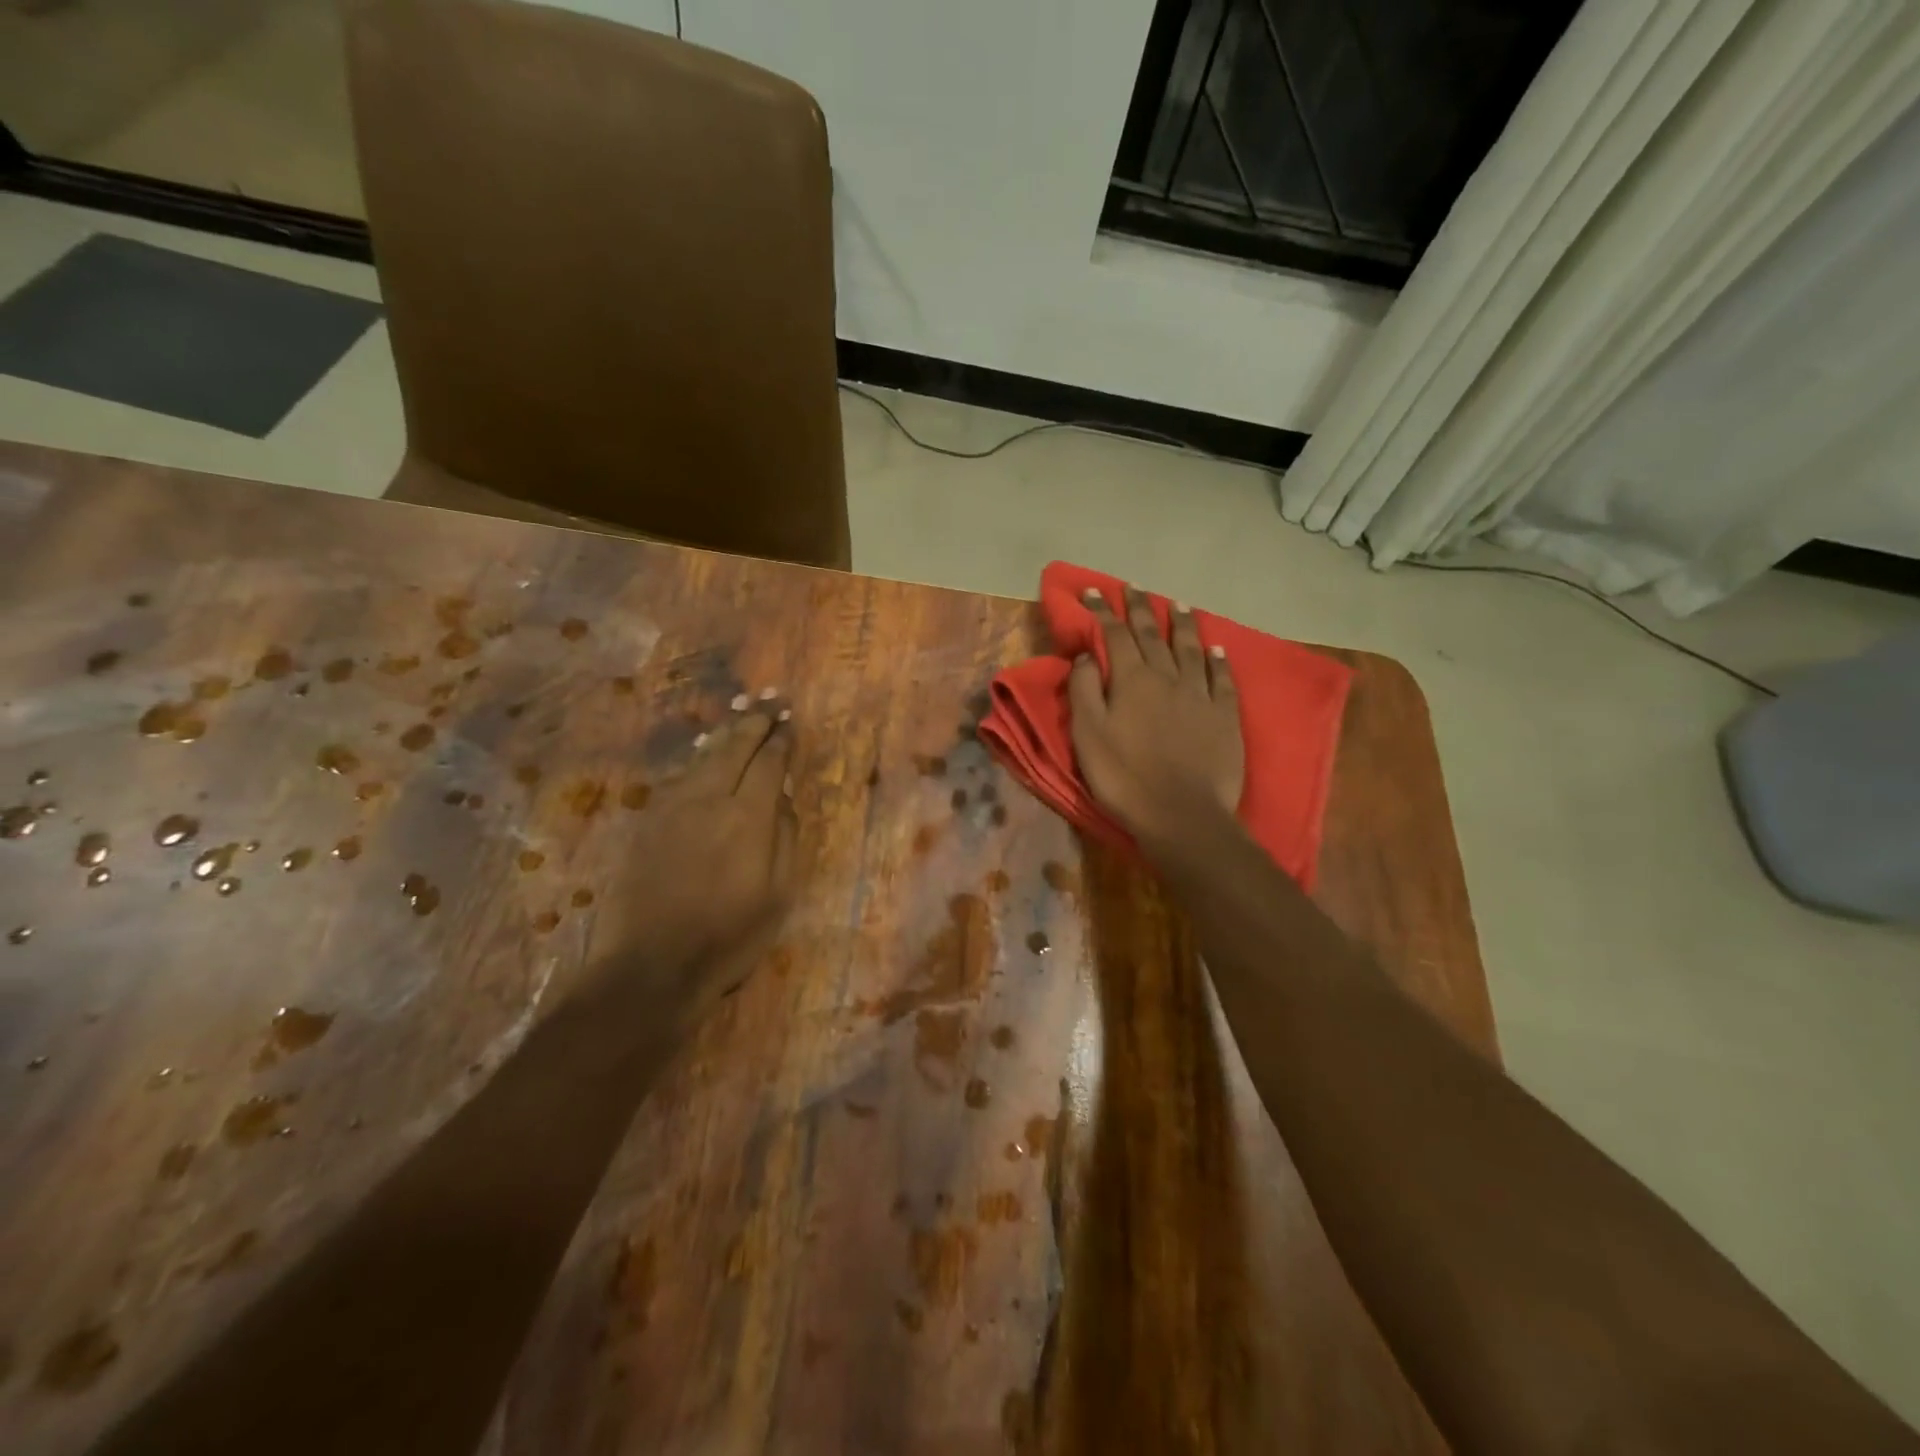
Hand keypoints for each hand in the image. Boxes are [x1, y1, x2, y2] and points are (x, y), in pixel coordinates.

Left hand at [572, 696, 798, 1026]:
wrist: (652, 963)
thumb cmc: (729, 936)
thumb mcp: (779, 894)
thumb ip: (785, 838)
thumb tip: (782, 799)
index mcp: (748, 817)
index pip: (768, 763)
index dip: (780, 740)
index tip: (789, 722)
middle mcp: (709, 799)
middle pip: (734, 748)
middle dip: (754, 723)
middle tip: (769, 703)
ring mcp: (673, 808)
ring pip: (703, 757)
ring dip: (725, 734)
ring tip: (740, 715)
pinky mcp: (649, 822)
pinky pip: (679, 776)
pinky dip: (698, 758)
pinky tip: (704, 754)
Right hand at [1069, 586, 1243, 854]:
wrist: (1181, 814)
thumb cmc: (1124, 777)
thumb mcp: (1088, 735)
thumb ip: (1084, 691)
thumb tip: (1087, 656)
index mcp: (1131, 680)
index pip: (1115, 635)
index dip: (1104, 612)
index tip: (1095, 591)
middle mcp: (1167, 677)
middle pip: (1152, 634)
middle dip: (1140, 608)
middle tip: (1133, 586)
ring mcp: (1200, 694)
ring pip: (1190, 648)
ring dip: (1181, 624)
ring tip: (1177, 604)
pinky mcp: (1225, 715)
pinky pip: (1222, 678)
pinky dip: (1218, 659)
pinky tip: (1216, 648)